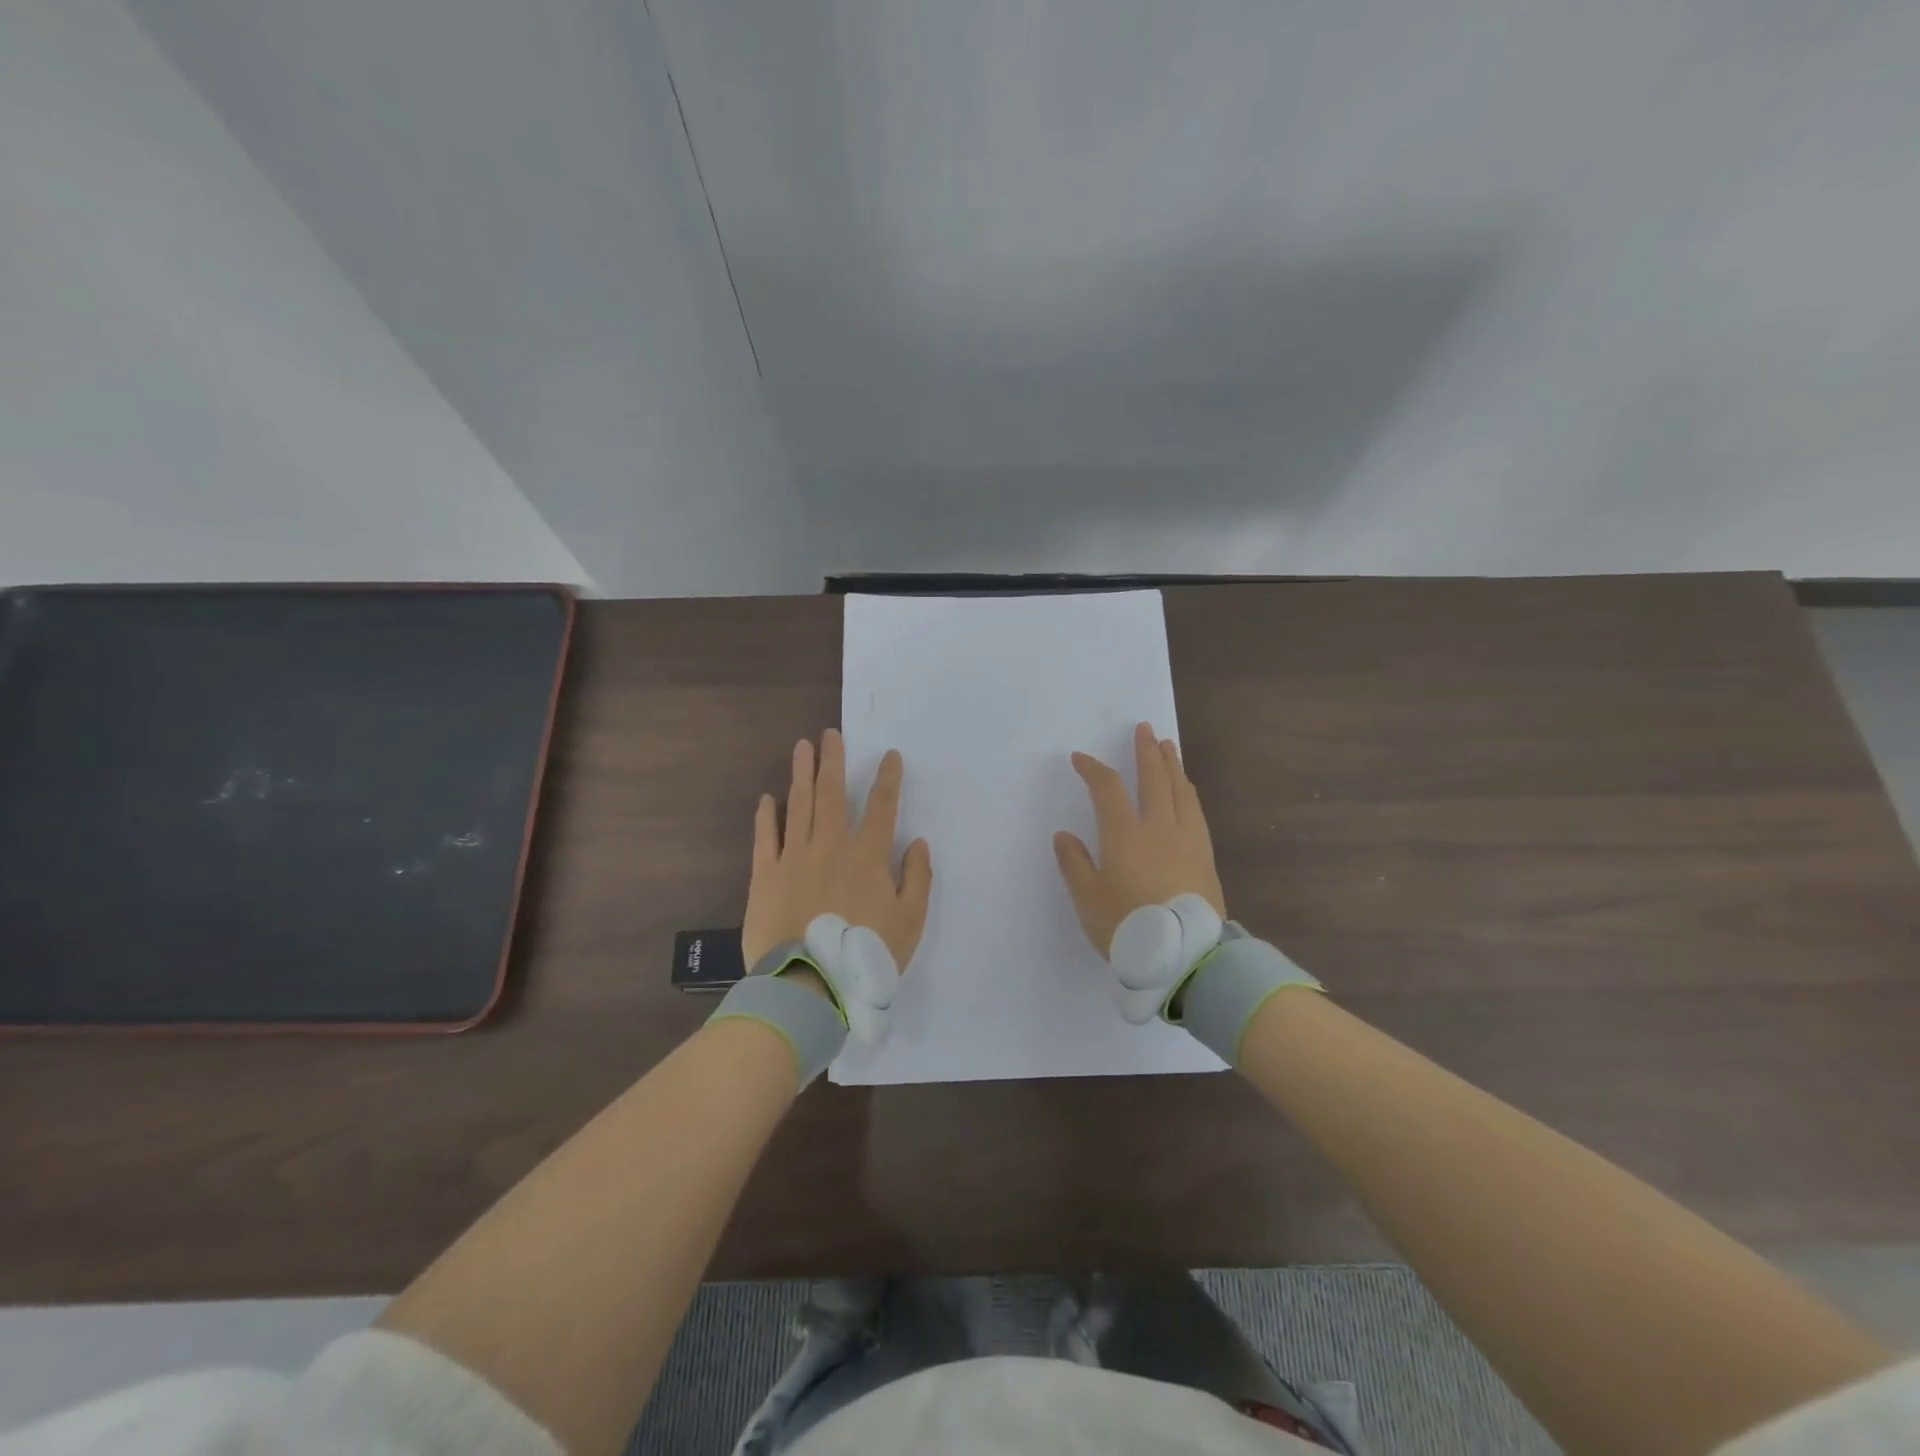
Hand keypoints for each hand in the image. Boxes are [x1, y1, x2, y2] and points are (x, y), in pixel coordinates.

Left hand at [741, 730, 933, 972]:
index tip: (890, 755)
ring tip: (802, 747)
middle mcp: (831, 845)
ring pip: (798, 805)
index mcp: (868, 856)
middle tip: (831, 734)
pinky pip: (766, 837)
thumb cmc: (866, 954)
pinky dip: (767, 815)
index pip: (882, 806)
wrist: (810, 983)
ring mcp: (795, 857)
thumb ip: (917, 878)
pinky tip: (767, 798)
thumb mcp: (910, 922)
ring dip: (801, 774)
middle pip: (832, 794)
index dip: (888, 778)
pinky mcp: (766, 875)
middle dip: (833, 761)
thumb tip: (918, 842)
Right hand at [1054, 722, 1225, 957]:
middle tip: (1144, 729)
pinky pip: (1196, 811)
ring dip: (1172, 765)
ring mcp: (1187, 840)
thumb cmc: (1129, 928)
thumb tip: (1064, 835)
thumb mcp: (1088, 900)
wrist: (1186, 957)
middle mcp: (1158, 828)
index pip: (1108, 789)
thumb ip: (1074, 864)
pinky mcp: (1205, 857)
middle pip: (1153, 779)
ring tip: (1168, 747)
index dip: (1093, 769)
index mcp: (1125, 835)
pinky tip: (1187, 791)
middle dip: (1146, 752)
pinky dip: (1188, 792)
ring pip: (1180, 791)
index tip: (1080, 758)